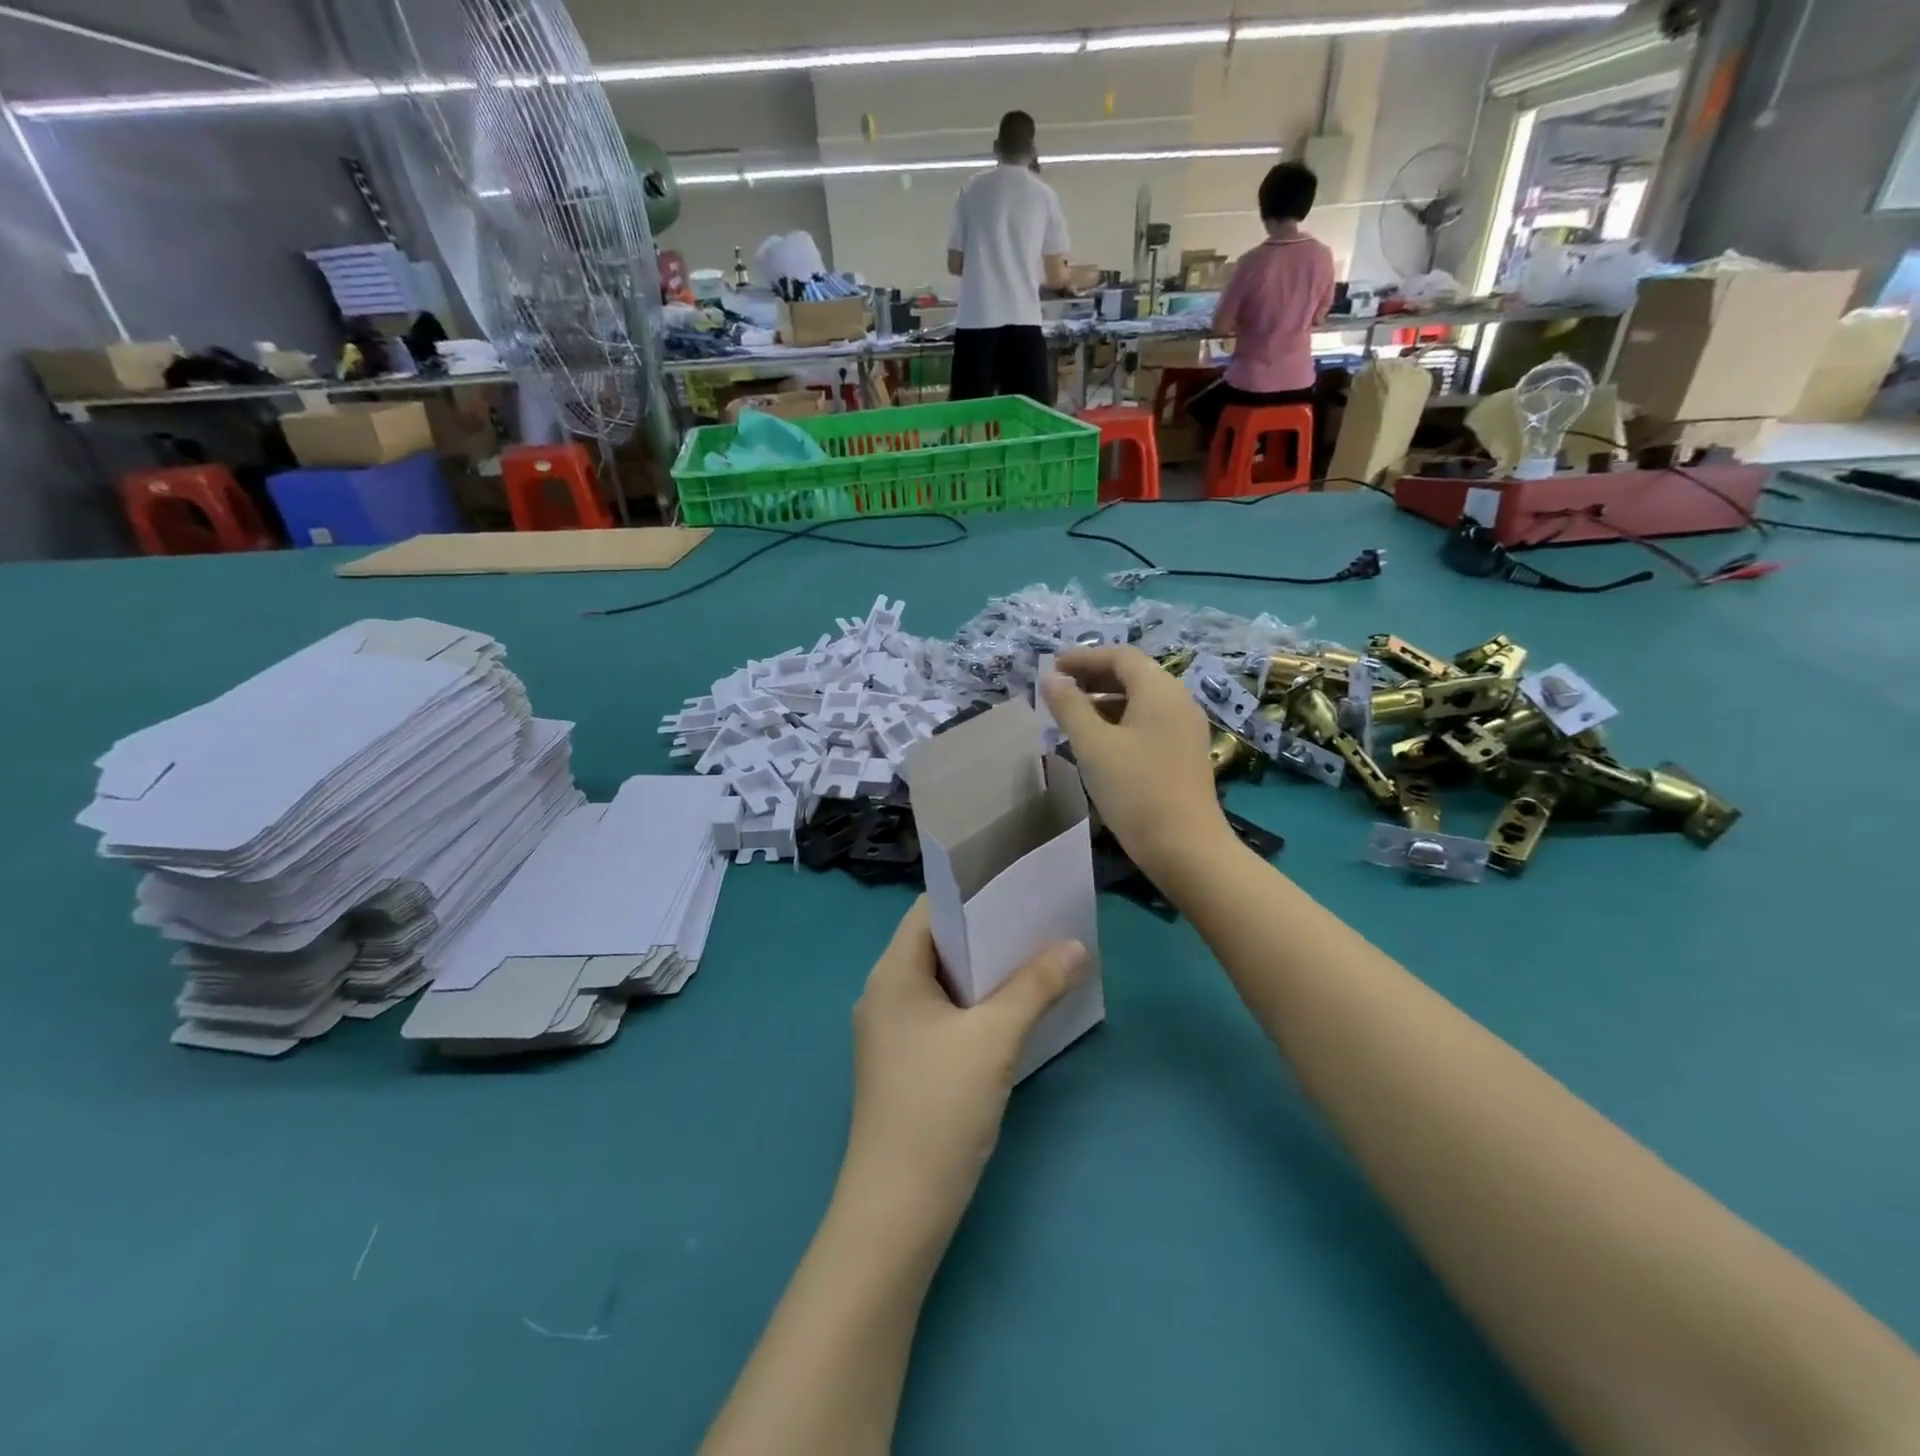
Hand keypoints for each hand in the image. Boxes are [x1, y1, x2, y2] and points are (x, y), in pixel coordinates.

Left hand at [844, 899, 1088, 1218]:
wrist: (898, 1209)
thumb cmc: (939, 1107)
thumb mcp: (994, 1039)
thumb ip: (1035, 986)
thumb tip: (1076, 947)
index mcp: (892, 974)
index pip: (929, 910)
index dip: (971, 893)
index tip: (1018, 886)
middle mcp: (885, 993)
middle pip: (937, 944)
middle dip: (986, 932)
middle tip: (1038, 920)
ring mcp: (893, 1031)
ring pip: (943, 981)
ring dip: (984, 970)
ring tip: (1036, 956)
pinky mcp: (905, 1062)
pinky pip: (943, 1013)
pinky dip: (975, 1003)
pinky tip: (1013, 1009)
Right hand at [1043, 645, 1230, 877]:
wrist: (1186, 848)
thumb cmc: (1135, 790)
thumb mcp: (1093, 745)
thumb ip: (1069, 706)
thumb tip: (1050, 678)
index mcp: (1159, 690)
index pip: (1120, 655)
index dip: (1084, 657)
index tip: (1052, 667)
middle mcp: (1178, 700)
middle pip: (1133, 674)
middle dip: (1093, 677)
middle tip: (1058, 690)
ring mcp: (1186, 728)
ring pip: (1141, 700)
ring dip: (1105, 700)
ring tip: (1071, 716)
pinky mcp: (1185, 753)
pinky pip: (1149, 722)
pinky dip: (1120, 721)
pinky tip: (1099, 742)